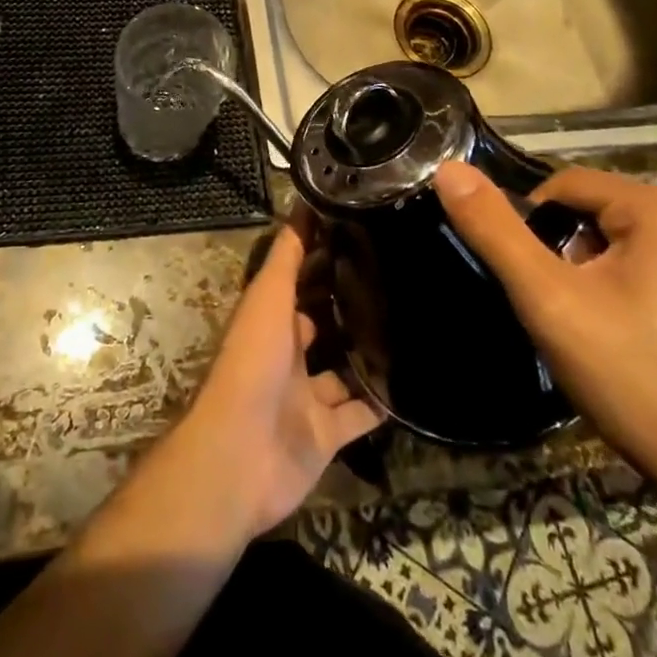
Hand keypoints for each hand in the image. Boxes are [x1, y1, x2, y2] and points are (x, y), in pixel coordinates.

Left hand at [170, 225, 383, 539]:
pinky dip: (382, 404)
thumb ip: (287, 255)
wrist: (241, 455)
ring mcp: (306, 396)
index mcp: (269, 317)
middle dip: (350, 304)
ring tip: (414, 325)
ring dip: (368, 354)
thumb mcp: (268, 297)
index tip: (363, 234)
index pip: (298, 279)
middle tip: (399, 279)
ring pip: (343, 369)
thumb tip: (304, 201)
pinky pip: (360, 415)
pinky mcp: (326, 434)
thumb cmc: (252, 362)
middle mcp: (287, 353)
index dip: (322, 257)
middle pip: (321, 322)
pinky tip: (415, 383)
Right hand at [435, 162, 656, 500]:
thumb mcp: (549, 302)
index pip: (568, 185)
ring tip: (604, 331)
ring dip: (604, 271)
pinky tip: (643, 339)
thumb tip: (447, 168)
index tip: (538, 285)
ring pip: (634, 240)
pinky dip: (641, 287)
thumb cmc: (637, 382)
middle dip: (573, 253)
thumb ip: (494, 230)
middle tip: (571, 314)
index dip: (536, 228)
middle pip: (603, 212)